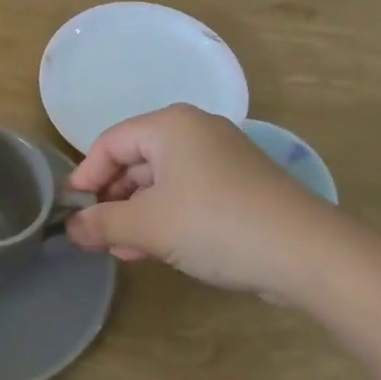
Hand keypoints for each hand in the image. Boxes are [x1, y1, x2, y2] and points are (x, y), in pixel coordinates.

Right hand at [63, 103, 346, 297]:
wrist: (309, 254)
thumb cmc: (216, 225)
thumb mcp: (149, 226)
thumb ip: (103, 224)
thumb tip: (71, 229)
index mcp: (169, 125)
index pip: (110, 142)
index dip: (87, 175)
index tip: (73, 210)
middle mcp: (195, 130)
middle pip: (136, 159)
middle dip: (113, 199)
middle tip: (99, 234)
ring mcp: (222, 156)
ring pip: (162, 180)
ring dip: (138, 213)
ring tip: (125, 250)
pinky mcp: (242, 184)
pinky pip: (189, 192)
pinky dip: (167, 216)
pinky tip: (158, 249)